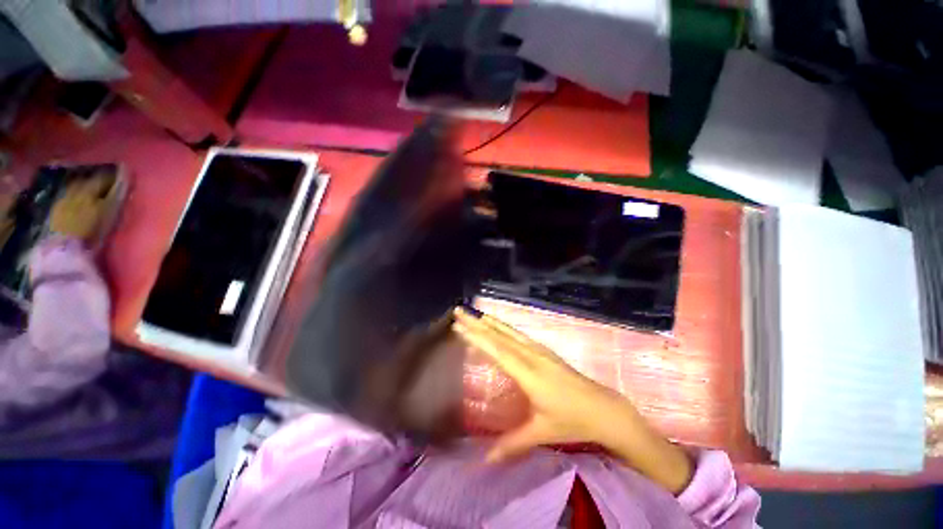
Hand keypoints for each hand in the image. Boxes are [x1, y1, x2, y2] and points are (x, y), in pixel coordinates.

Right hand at [452, 307, 692, 493]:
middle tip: (459, 311)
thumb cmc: (572, 420)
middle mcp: (532, 356)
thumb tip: (485, 461)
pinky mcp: (545, 351)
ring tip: (474, 314)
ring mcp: (539, 351)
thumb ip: (512, 444)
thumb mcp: (542, 432)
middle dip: (477, 322)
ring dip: (490, 322)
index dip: (476, 337)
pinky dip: (503, 327)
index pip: (497, 350)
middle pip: (499, 335)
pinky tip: (498, 326)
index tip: (459, 326)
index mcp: (529, 373)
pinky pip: (518, 335)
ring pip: (509, 331)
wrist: (604, 408)